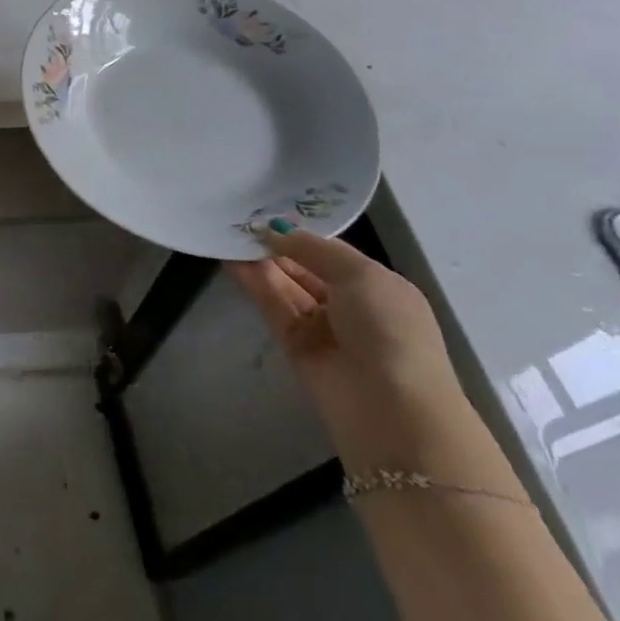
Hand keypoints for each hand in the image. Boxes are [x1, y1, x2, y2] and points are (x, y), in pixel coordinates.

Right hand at [228, 221, 469, 470]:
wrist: (391, 410)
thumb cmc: (389, 331)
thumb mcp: (360, 276)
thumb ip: (312, 249)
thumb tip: (273, 229)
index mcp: (377, 286)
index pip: (330, 252)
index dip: (300, 233)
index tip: (266, 210)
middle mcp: (349, 304)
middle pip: (304, 267)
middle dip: (276, 245)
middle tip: (239, 219)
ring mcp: (321, 326)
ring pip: (284, 285)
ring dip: (260, 261)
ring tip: (228, 234)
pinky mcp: (294, 345)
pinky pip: (272, 306)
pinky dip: (253, 283)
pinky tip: (231, 261)